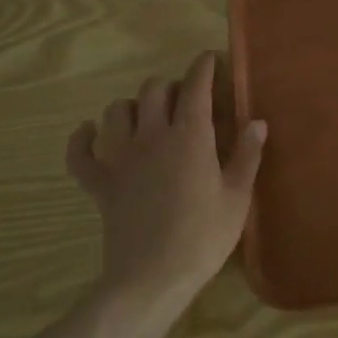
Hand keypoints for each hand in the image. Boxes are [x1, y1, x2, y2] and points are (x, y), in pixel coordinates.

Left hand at [65, 51, 267, 315]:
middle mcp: (152, 136)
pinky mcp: (100, 184)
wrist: (153, 278)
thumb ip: (247, 155)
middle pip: (154, 90)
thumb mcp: (237, 197)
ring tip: (147, 116)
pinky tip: (89, 133)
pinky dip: (82, 139)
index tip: (210, 59)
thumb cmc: (204, 236)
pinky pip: (80, 154)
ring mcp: (121, 158)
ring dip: (133, 106)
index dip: (203, 67)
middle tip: (186, 100)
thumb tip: (257, 121)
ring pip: (117, 111)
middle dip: (171, 86)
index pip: (195, 87)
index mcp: (190, 136)